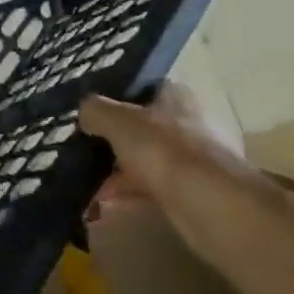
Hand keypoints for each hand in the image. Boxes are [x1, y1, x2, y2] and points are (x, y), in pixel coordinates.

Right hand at [78, 84, 275, 257]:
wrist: (210, 206)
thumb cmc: (163, 149)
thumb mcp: (117, 120)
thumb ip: (95, 110)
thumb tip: (84, 113)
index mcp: (175, 96)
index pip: (142, 87)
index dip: (115, 96)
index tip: (90, 110)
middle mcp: (187, 123)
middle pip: (142, 125)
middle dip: (113, 138)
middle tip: (83, 146)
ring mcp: (192, 160)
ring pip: (145, 159)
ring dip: (118, 169)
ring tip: (87, 179)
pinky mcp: (190, 193)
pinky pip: (151, 188)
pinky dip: (128, 193)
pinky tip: (104, 202)